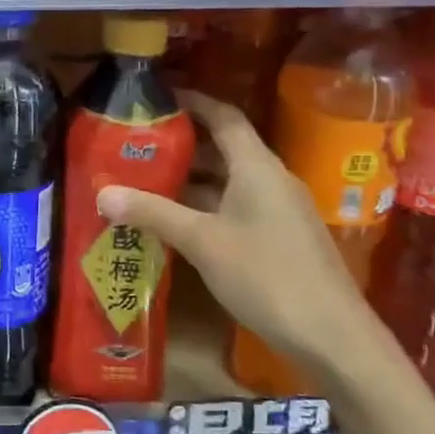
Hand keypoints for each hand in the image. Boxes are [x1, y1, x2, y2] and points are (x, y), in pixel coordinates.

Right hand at [97, 90, 388, 373]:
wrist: (331, 336)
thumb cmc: (266, 276)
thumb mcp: (202, 242)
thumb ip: (153, 213)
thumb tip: (103, 193)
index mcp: (257, 167)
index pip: (224, 117)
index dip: (193, 102)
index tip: (157, 97)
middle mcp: (271, 180)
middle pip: (224, 148)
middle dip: (182, 145)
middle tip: (137, 146)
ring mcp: (279, 210)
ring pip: (229, 182)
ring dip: (191, 180)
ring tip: (145, 181)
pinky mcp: (280, 238)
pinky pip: (236, 207)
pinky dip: (205, 206)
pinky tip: (175, 223)